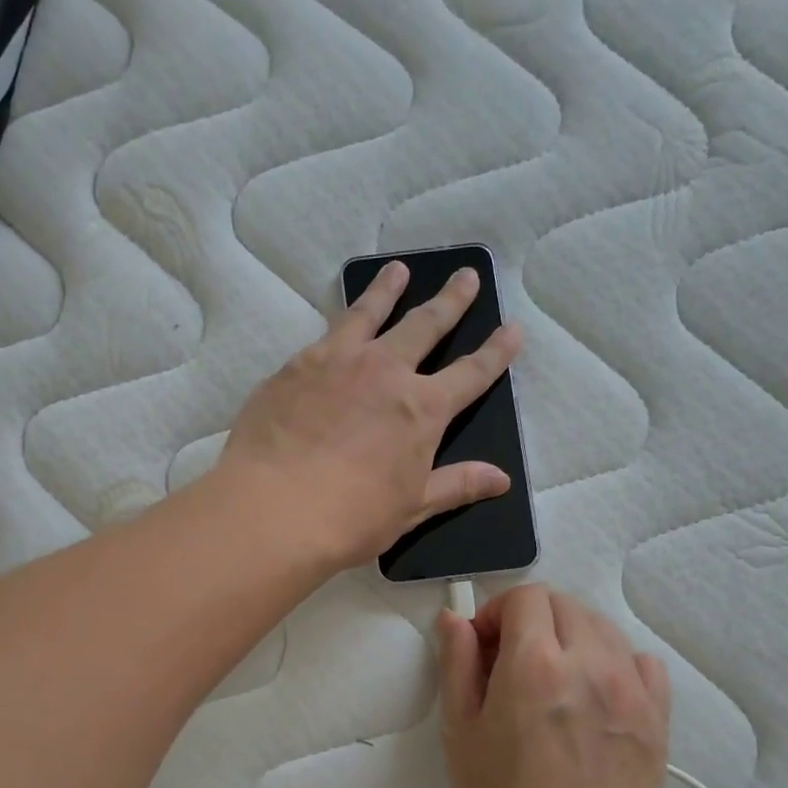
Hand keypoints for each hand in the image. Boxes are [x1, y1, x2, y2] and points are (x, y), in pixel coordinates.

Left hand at [217, 260, 521, 569]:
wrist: (274, 509)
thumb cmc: (351, 518)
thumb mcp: (412, 508)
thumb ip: (456, 485)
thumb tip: (502, 479)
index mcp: (423, 409)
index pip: (471, 373)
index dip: (496, 351)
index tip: (512, 328)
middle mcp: (386, 372)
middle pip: (425, 326)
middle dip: (450, 301)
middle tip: (465, 275)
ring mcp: (338, 362)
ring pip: (371, 313)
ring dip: (388, 289)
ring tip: (397, 270)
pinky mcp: (296, 366)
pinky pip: (326, 331)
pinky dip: (342, 316)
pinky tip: (339, 315)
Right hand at [436, 585, 670, 787]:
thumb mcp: (460, 733)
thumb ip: (457, 664)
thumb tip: (454, 619)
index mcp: (536, 664)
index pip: (525, 596)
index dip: (496, 612)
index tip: (483, 647)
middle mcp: (590, 663)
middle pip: (563, 603)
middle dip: (530, 619)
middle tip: (511, 663)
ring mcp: (631, 688)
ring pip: (601, 626)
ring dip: (570, 636)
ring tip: (552, 680)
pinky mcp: (657, 715)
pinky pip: (639, 661)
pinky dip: (613, 661)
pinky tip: (593, 694)